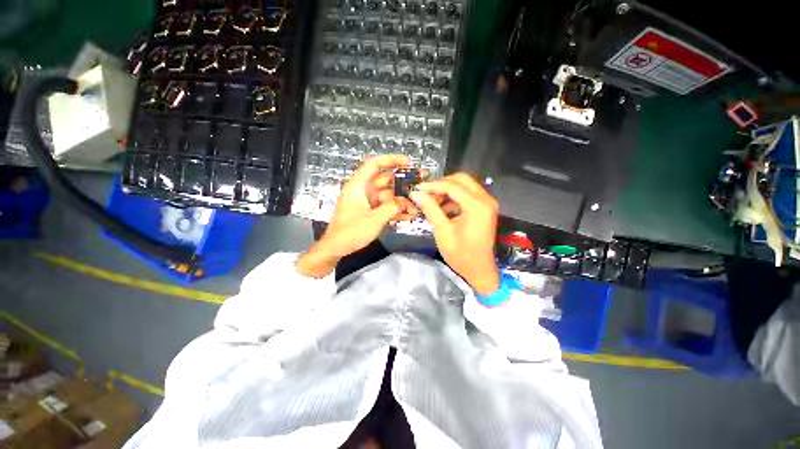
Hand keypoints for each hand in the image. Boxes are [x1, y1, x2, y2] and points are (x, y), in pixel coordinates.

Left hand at [296, 155, 410, 277]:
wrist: (336, 248)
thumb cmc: (350, 232)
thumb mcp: (374, 220)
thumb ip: (392, 208)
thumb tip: (406, 201)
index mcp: (358, 186)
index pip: (374, 164)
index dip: (391, 160)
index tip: (408, 162)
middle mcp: (363, 190)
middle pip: (385, 181)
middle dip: (402, 185)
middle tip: (418, 189)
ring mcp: (367, 201)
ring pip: (387, 195)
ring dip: (400, 201)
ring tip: (415, 208)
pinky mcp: (369, 210)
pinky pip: (384, 206)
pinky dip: (395, 210)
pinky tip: (407, 216)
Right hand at [409, 173, 499, 294]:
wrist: (479, 271)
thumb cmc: (461, 254)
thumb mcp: (443, 231)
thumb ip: (430, 209)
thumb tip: (416, 193)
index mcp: (477, 206)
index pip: (452, 186)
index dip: (432, 185)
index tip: (416, 188)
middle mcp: (485, 199)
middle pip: (461, 180)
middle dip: (441, 184)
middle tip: (425, 193)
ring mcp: (486, 203)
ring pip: (464, 186)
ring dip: (447, 191)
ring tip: (431, 201)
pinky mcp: (484, 208)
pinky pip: (467, 195)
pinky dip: (453, 198)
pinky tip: (441, 207)